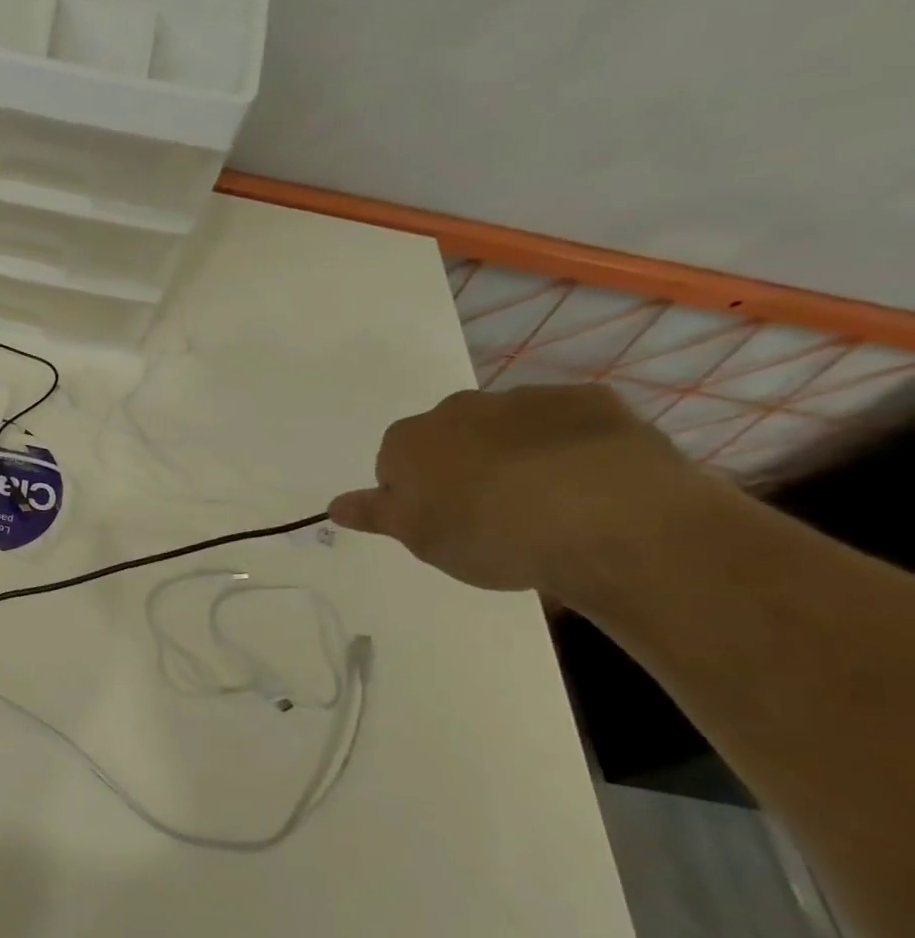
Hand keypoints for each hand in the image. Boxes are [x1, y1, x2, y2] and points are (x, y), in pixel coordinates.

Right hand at [329, 385, 701, 594]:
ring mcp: (525, 399)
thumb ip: (374, 514)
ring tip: (545, 506)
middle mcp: (458, 408)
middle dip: (462, 467)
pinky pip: (568, 422)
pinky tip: (589, 483)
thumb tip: (334, 504)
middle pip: (449, 438)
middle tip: (489, 516)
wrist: (603, 518)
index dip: (414, 495)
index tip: (439, 524)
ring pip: (508, 427)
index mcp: (408, 441)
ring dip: (516, 456)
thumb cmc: (486, 534)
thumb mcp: (417, 538)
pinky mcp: (591, 401)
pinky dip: (571, 446)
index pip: (393, 464)